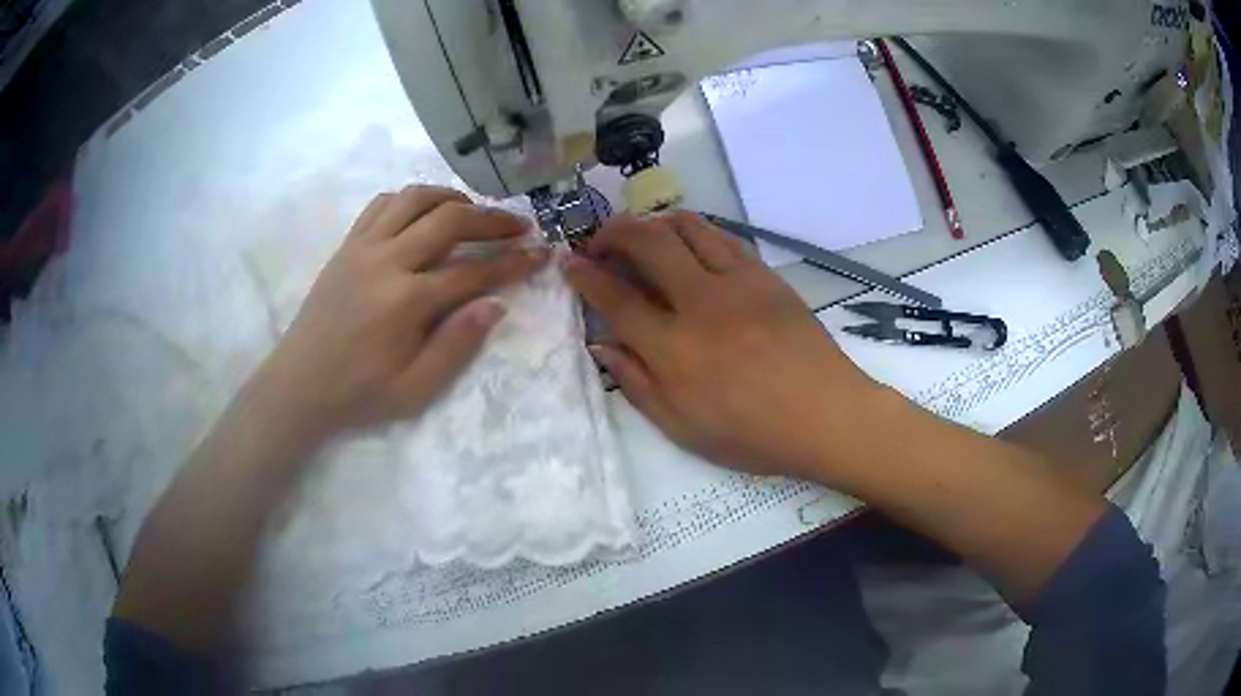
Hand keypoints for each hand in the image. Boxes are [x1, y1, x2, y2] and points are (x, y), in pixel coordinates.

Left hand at [258, 186, 547, 435]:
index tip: (542, 253)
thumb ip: (457, 345)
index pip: (473, 271)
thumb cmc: (360, 392)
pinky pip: (382, 204)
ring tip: (473, 212)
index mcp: (407, 301)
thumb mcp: (416, 388)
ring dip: (452, 198)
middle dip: (492, 219)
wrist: (300, 383)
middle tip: (518, 226)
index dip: (514, 262)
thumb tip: (496, 305)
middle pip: (450, 219)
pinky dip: (410, 199)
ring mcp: (363, 246)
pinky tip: (422, 215)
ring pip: (415, 198)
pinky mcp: (347, 245)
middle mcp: (387, 261)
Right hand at [563, 212, 882, 481]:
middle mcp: (700, 303)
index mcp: (674, 348)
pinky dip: (695, 231)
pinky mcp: (765, 276)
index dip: (585, 275)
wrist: (827, 415)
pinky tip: (690, 245)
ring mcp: (737, 282)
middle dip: (613, 232)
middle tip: (600, 241)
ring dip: (654, 222)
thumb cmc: (753, 433)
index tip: (568, 263)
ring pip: (686, 227)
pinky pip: (723, 237)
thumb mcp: (683, 427)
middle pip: (646, 243)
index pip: (615, 297)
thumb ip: (636, 384)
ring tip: (642, 236)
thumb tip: (602, 345)